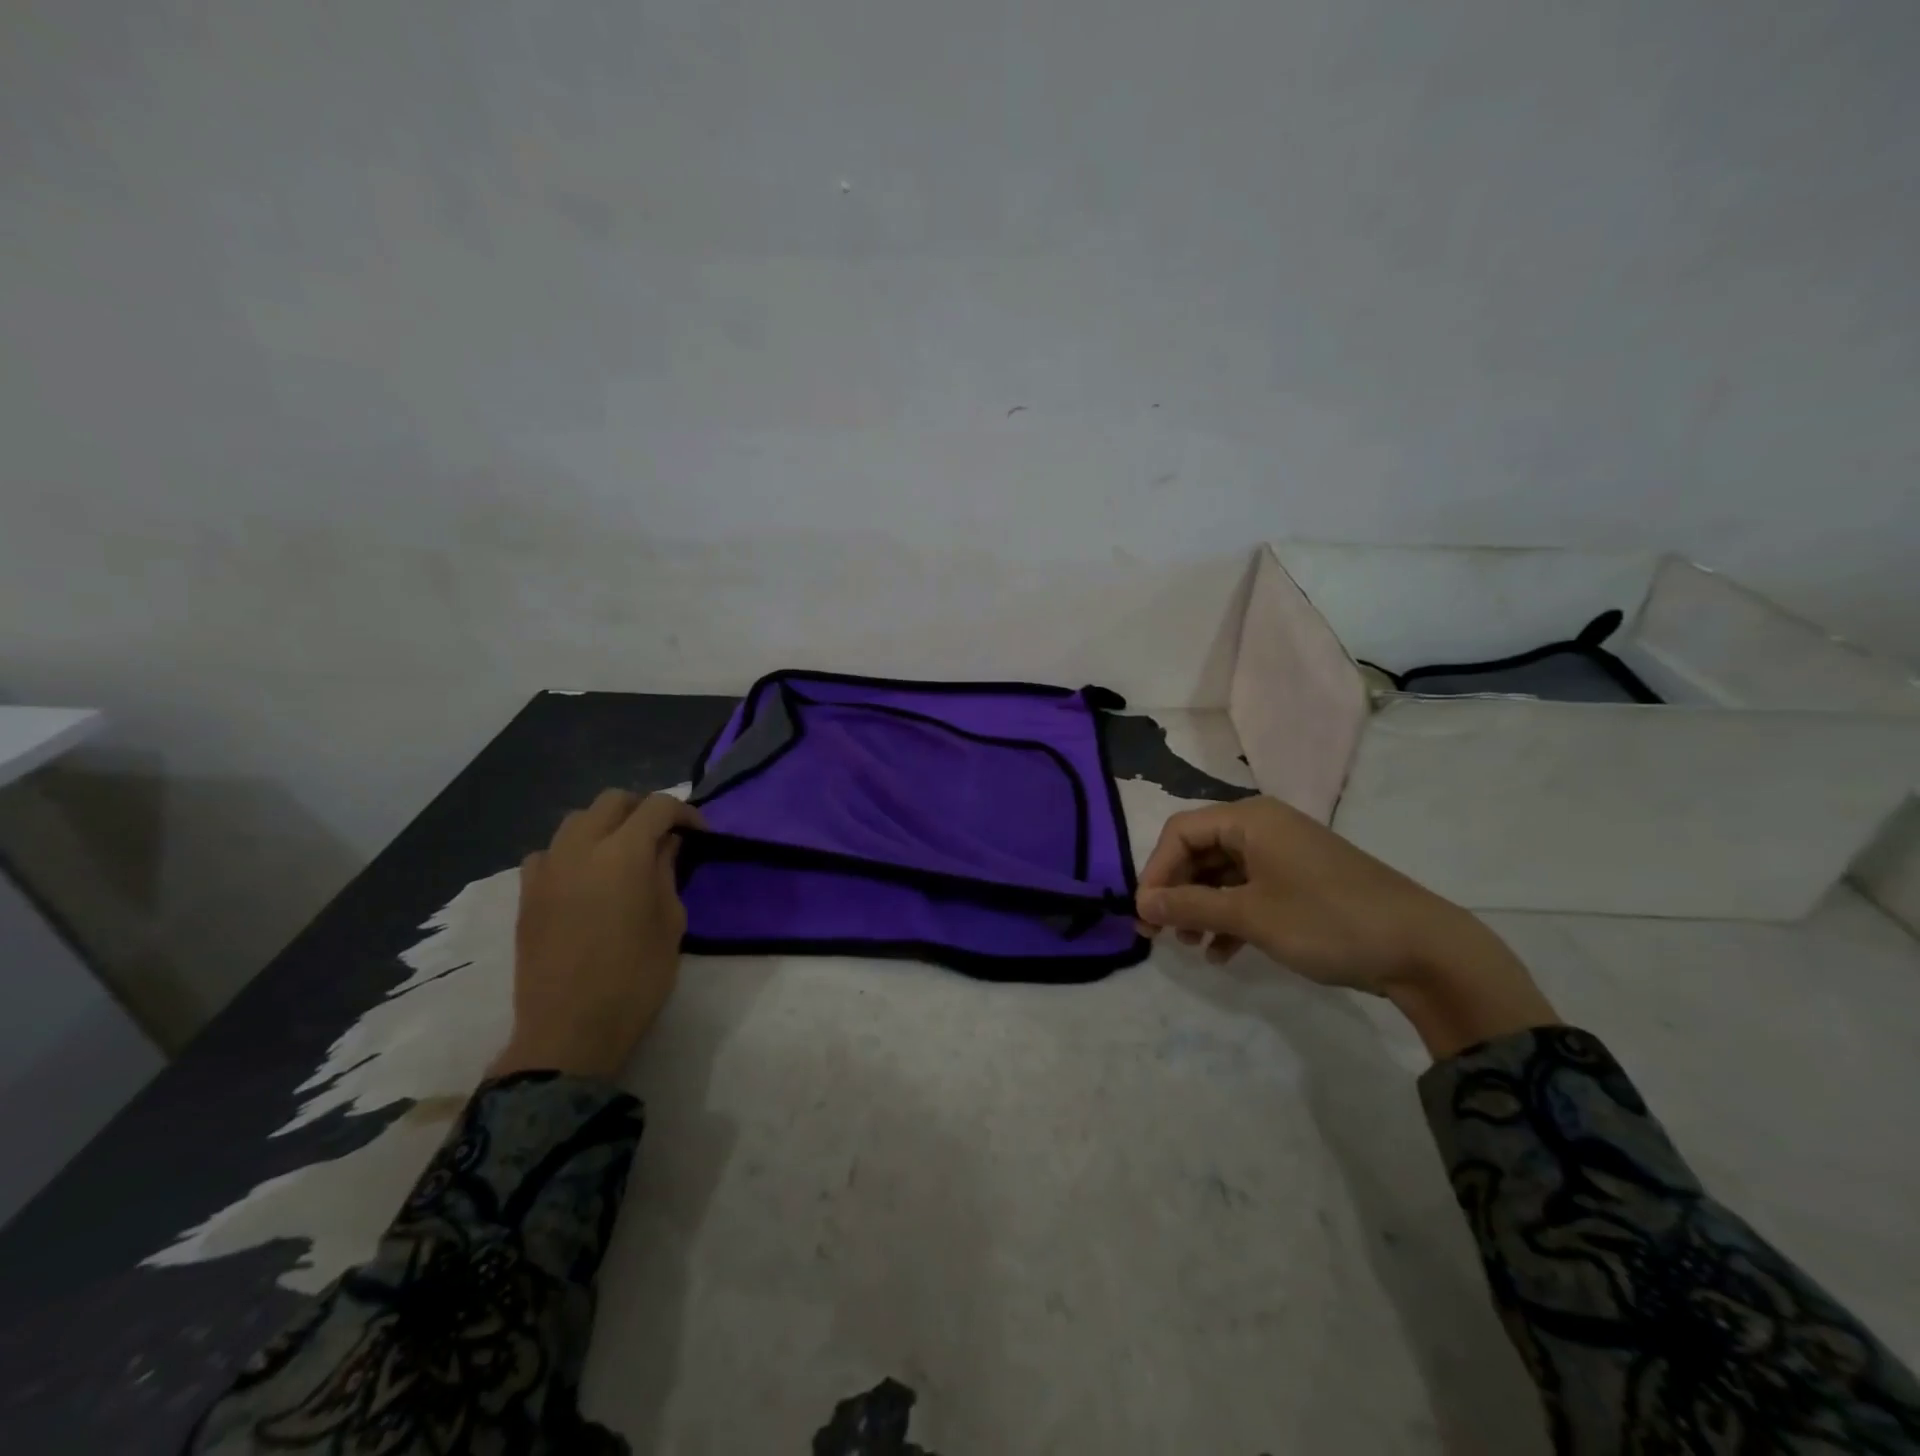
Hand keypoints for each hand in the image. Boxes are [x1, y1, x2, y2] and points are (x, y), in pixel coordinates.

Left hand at [489, 790, 704, 1081]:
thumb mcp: (670, 923)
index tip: (700, 834)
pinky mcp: (527, 893)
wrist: (570, 1029)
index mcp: (623, 854)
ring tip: (624, 852)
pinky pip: (549, 851)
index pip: (657, 807)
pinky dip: (572, 850)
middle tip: (664, 836)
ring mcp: (548, 868)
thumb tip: (666, 844)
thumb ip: (667, 872)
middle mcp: (580, 848)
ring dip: (606, 824)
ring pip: (577, 819)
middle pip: (613, 801)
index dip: (684, 813)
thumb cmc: (635, 978)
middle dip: (643, 809)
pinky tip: (584, 876)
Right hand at [1135, 796, 1557, 1057]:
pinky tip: (1221, 954)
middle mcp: (1263, 827)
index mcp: (1250, 819)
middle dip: (1176, 892)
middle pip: (1199, 852)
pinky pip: (1249, 892)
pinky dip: (1230, 918)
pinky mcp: (1300, 883)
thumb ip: (1189, 906)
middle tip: (1159, 934)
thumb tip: (1140, 905)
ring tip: (1190, 948)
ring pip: (1222, 875)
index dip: (1156, 871)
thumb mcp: (1250, 915)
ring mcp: (1284, 855)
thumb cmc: (1327, 920)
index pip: (1180, 832)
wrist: (1423, 949)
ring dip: (1200, 909)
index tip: (1145, 914)